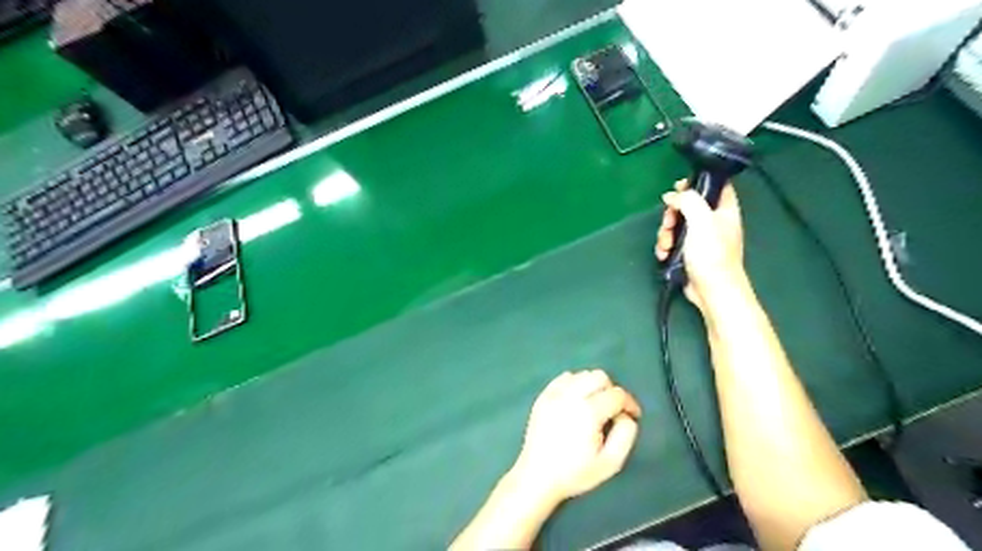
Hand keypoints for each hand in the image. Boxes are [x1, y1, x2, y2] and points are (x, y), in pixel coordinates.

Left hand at [510, 369, 641, 504]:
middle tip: (613, 410)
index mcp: (588, 411)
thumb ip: (626, 434)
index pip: (617, 394)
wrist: (537, 477)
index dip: (630, 403)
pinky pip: (564, 378)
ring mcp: (554, 394)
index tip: (633, 415)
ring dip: (593, 386)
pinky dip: (575, 384)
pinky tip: (576, 401)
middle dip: (611, 390)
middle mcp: (570, 396)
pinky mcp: (543, 396)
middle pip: (599, 376)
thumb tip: (626, 415)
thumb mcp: (611, 462)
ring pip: (582, 375)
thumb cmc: (575, 473)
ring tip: (594, 406)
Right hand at [659, 178, 744, 312]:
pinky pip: (672, 241)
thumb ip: (688, 201)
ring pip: (676, 224)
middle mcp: (713, 221)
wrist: (712, 290)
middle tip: (669, 224)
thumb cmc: (712, 254)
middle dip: (672, 214)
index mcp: (724, 209)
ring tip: (666, 246)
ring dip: (665, 233)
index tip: (678, 187)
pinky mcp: (688, 252)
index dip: (696, 182)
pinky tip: (665, 255)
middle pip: (687, 206)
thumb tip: (672, 195)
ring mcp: (700, 238)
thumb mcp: (702, 220)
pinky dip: (665, 247)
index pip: (714, 185)